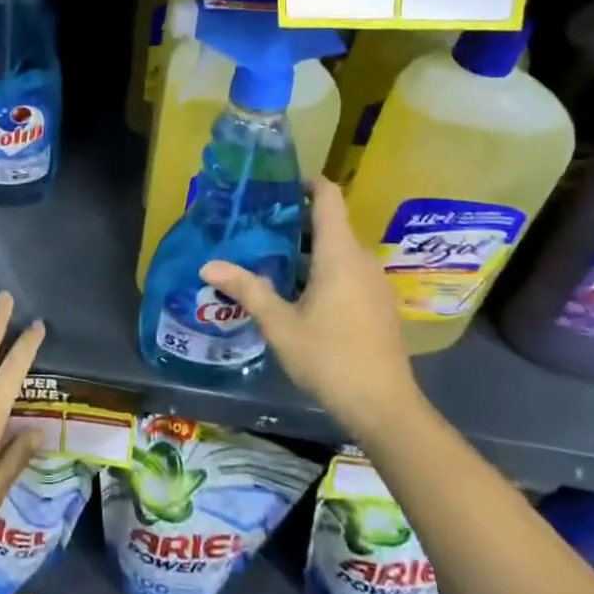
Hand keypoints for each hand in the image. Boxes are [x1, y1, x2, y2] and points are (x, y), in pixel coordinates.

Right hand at [201, 178, 420, 433]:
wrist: (385, 410)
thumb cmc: (330, 358)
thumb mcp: (280, 324)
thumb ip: (246, 289)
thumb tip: (208, 265)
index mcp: (340, 254)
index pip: (328, 196)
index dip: (305, 183)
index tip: (275, 188)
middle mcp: (362, 259)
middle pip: (329, 224)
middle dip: (293, 223)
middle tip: (255, 229)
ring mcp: (374, 284)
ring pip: (337, 251)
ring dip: (306, 251)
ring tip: (268, 260)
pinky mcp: (378, 305)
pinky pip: (347, 272)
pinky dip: (322, 271)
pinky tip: (296, 294)